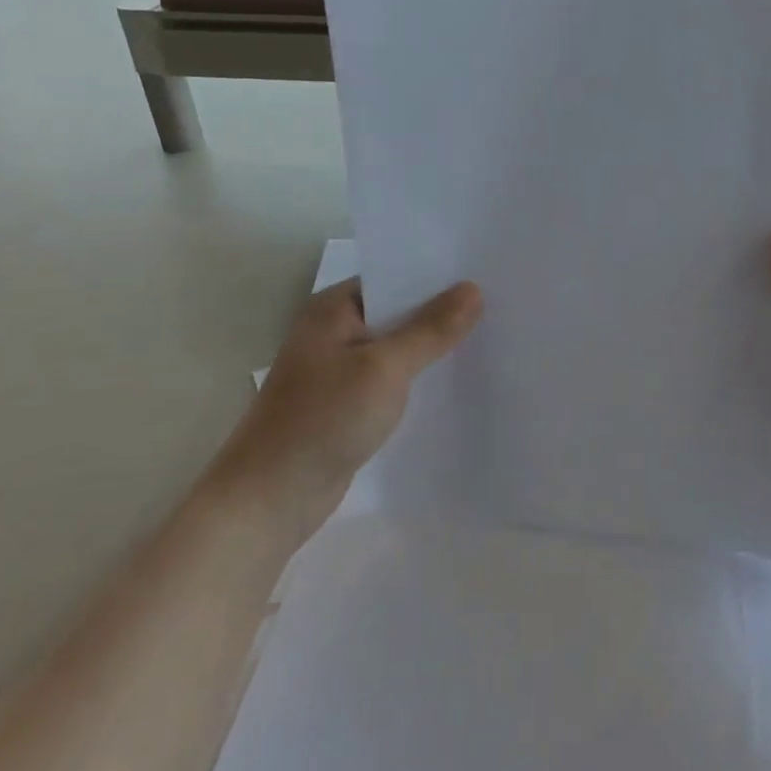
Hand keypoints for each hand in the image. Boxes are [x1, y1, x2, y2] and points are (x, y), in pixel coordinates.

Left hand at [228, 276, 481, 533]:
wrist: (271, 497)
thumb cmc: (323, 418)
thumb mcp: (384, 367)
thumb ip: (430, 329)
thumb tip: (473, 289)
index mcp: (334, 308)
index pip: (394, 276)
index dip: (437, 275)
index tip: (485, 273)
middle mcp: (335, 330)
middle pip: (398, 310)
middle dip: (442, 311)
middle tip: (499, 304)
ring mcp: (340, 369)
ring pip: (398, 347)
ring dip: (433, 346)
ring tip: (490, 337)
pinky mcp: (348, 403)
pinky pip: (393, 378)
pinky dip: (419, 377)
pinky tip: (457, 380)